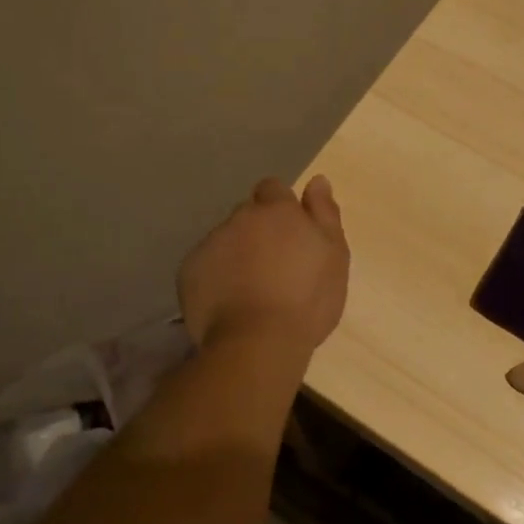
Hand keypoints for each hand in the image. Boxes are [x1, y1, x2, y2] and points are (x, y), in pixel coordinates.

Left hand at [179, 176, 349, 355]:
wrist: (257, 343)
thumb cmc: (307, 298)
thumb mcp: (334, 255)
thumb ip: (325, 214)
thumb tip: (317, 180)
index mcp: (276, 211)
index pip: (272, 188)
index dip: (280, 207)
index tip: (290, 233)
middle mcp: (240, 218)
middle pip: (247, 215)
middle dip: (258, 231)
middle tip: (274, 266)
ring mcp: (210, 244)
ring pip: (225, 240)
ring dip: (236, 254)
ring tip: (250, 290)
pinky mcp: (188, 272)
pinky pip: (205, 266)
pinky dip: (215, 277)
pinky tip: (229, 302)